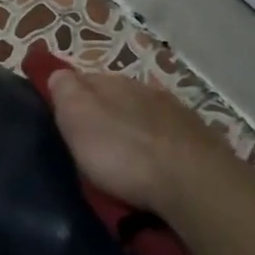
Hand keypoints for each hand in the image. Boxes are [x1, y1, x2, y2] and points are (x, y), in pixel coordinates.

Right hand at [47, 69, 230, 220]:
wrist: (192, 181)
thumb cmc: (123, 152)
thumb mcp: (78, 118)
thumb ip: (65, 91)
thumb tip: (58, 73)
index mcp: (111, 81)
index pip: (81, 78)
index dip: (69, 95)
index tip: (60, 118)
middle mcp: (143, 88)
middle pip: (114, 95)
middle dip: (102, 112)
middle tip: (89, 142)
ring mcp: (174, 111)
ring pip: (143, 112)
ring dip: (132, 127)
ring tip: (122, 156)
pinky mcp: (196, 137)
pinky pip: (167, 134)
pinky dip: (156, 144)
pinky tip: (154, 161)